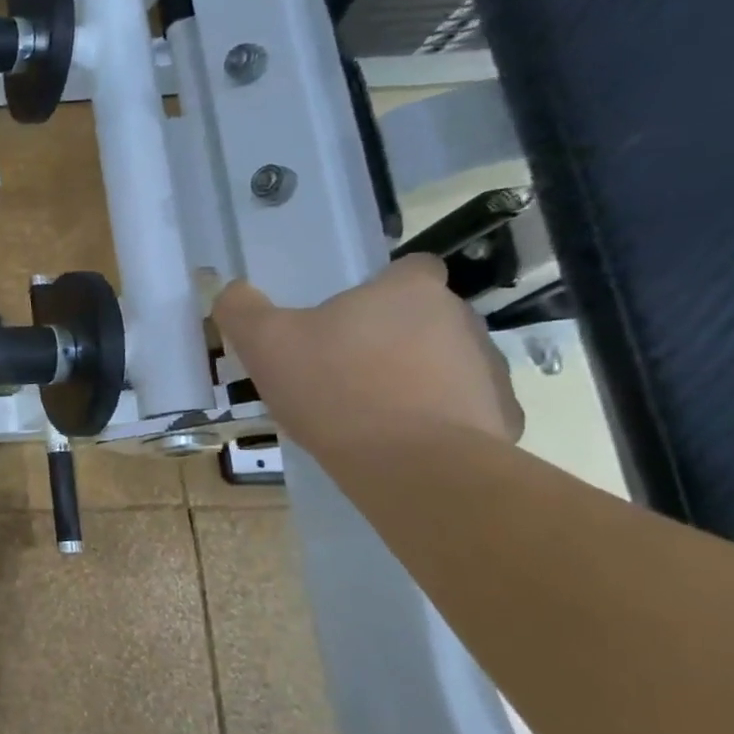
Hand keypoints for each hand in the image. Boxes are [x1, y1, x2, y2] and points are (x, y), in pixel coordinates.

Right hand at [213, 255, 523, 452]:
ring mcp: (487, 369)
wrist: (411, 465)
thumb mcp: (264, 343)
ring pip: (443, 362)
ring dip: (414, 377)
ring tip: (368, 412)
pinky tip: (398, 442)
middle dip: (390, 337)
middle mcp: (460, 318)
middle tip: (343, 369)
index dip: (381, 287)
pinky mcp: (500, 417)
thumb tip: (232, 291)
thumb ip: (242, 310)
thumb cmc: (335, 388)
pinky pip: (461, 409)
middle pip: (424, 317)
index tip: (349, 317)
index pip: (410, 268)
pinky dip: (435, 419)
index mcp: (409, 291)